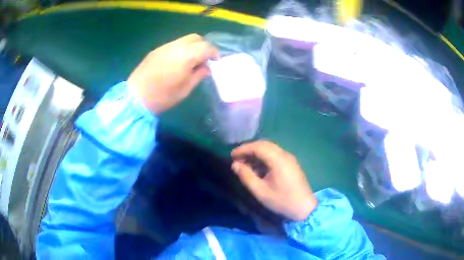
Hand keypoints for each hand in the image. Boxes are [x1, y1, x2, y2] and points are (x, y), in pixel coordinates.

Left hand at [128, 34, 218, 114]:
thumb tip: (206, 67)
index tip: (216, 61)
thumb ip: (199, 75)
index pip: (206, 47)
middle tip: (204, 59)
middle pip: (195, 38)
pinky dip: (181, 49)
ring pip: (184, 39)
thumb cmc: (163, 96)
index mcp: (185, 56)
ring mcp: (164, 47)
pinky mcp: (156, 50)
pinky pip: (173, 44)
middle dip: (203, 46)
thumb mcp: (185, 89)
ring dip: (192, 47)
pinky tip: (177, 62)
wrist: (136, 97)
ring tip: (191, 61)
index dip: (214, 53)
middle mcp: (176, 46)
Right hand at [231, 141, 316, 220]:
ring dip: (256, 154)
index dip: (243, 149)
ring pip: (269, 149)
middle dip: (249, 150)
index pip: (258, 147)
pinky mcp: (291, 163)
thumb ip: (246, 177)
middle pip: (264, 145)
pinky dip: (264, 158)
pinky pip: (275, 155)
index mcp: (278, 160)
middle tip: (237, 159)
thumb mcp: (260, 191)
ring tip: (245, 165)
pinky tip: (257, 169)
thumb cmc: (282, 201)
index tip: (232, 156)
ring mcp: (289, 158)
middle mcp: (285, 155)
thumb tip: (235, 165)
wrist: (304, 207)